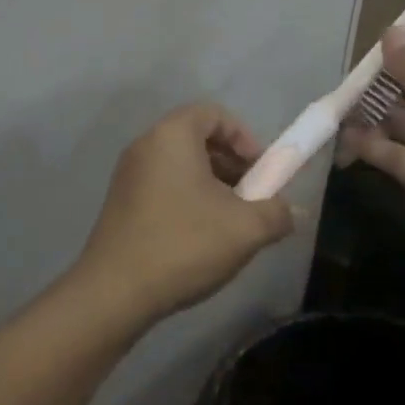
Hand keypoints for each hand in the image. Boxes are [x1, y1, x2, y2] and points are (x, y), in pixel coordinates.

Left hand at [70, 104, 295, 331]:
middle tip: (251, 197)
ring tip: (230, 221)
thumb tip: (288, 211)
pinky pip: (162, 182)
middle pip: (197, 136)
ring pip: (180, 163)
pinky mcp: (120, 200)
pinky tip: (200, 236)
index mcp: (172, 135)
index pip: (214, 113)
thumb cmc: (184, 244)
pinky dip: (187, 196)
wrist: (115, 290)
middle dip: (231, 162)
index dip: (244, 137)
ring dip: (211, 182)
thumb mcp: (245, 229)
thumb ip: (276, 212)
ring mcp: (128, 173)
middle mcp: (146, 144)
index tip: (261, 171)